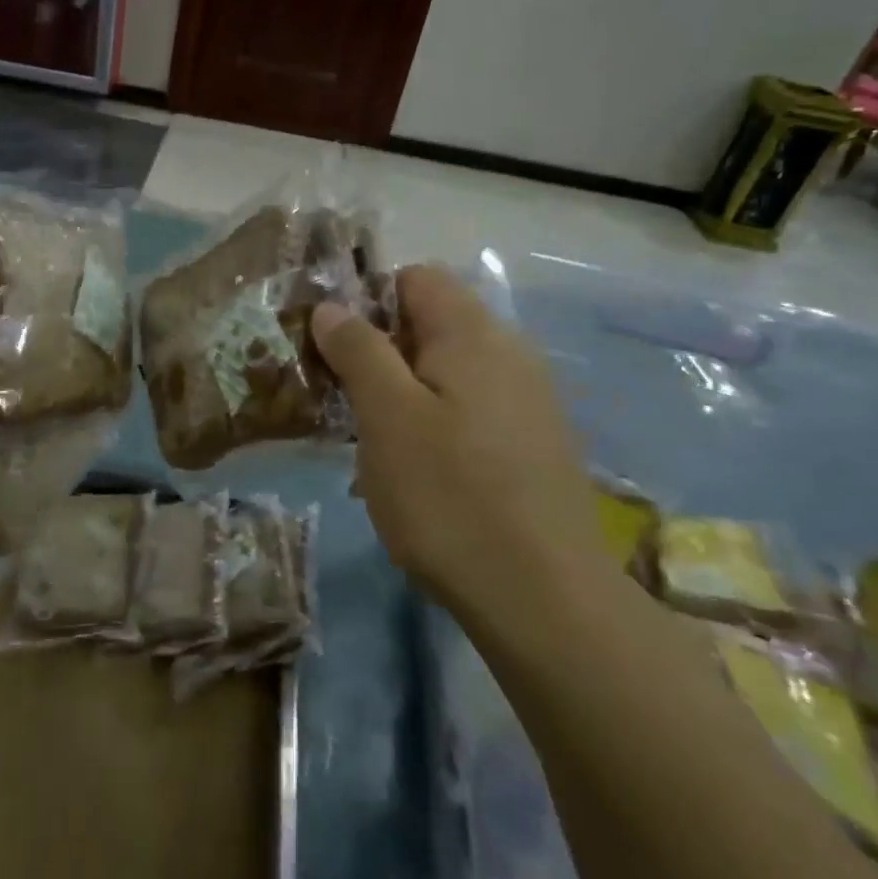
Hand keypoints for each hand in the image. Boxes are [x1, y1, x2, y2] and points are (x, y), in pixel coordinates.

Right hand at [311, 265, 601, 611]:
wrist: (545, 600)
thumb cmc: (450, 496)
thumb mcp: (386, 417)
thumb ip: (359, 350)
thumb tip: (333, 306)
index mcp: (474, 334)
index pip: (415, 278)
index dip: (368, 299)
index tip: (333, 346)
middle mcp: (510, 354)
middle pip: (432, 324)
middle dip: (380, 351)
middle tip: (343, 398)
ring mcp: (529, 402)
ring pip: (448, 372)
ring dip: (403, 392)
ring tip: (372, 442)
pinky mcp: (534, 445)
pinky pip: (471, 410)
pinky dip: (435, 423)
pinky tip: (418, 473)